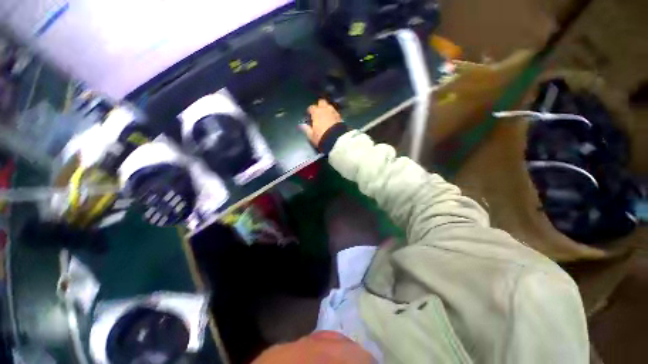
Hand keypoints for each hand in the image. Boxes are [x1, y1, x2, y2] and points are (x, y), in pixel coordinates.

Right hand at [300, 99, 342, 145]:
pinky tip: (332, 120)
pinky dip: (333, 114)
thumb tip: (301, 125)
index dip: (310, 111)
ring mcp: (334, 112)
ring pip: (329, 106)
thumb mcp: (311, 135)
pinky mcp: (340, 117)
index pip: (311, 108)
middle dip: (319, 106)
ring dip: (327, 109)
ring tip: (326, 116)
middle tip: (318, 113)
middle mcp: (325, 109)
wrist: (337, 140)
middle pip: (322, 102)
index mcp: (316, 112)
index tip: (309, 116)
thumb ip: (306, 129)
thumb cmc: (321, 137)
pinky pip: (335, 112)